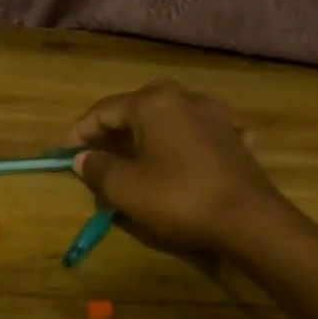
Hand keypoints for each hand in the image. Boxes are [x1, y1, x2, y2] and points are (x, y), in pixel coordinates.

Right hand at [70, 80, 286, 257]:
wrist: (250, 220)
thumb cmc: (179, 198)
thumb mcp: (126, 188)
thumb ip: (99, 168)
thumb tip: (83, 159)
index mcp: (154, 103)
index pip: (105, 110)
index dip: (81, 131)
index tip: (67, 155)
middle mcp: (186, 98)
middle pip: (140, 104)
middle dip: (117, 126)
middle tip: (101, 150)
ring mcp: (217, 115)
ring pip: (175, 113)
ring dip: (153, 129)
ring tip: (139, 152)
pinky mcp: (238, 138)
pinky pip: (205, 131)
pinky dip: (189, 139)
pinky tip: (188, 154)